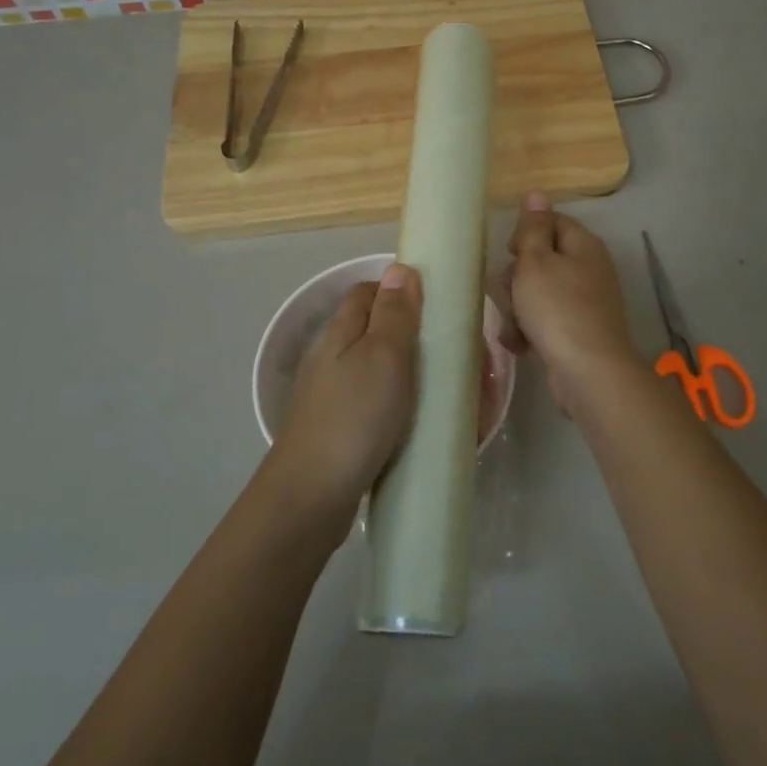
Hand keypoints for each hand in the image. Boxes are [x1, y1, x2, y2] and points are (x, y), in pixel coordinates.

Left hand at [263, 263, 422, 541]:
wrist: (312, 496)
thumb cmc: (355, 417)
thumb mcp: (383, 356)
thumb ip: (394, 313)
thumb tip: (400, 269)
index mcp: (339, 332)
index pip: (368, 292)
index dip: (401, 292)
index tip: (438, 309)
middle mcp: (331, 357)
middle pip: (375, 330)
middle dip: (414, 337)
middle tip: (453, 357)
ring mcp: (332, 395)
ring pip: (378, 368)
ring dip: (412, 374)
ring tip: (447, 391)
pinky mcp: (339, 428)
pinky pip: (376, 403)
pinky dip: (401, 405)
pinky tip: (420, 422)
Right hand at [504, 194, 644, 413]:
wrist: (587, 371)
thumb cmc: (557, 308)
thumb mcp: (536, 262)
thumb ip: (532, 228)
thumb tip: (536, 193)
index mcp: (583, 245)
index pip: (552, 221)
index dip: (526, 233)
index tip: (509, 252)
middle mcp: (589, 269)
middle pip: (543, 259)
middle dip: (517, 277)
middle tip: (509, 292)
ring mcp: (586, 302)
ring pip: (539, 293)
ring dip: (519, 308)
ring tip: (514, 326)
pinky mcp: (578, 332)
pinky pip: (546, 320)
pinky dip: (530, 330)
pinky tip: (521, 344)